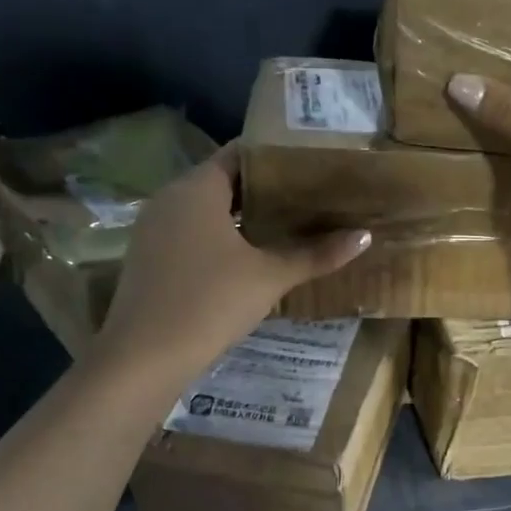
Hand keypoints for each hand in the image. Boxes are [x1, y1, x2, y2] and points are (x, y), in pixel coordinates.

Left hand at [89, 144, 369, 383]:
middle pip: (223, 182)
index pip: (239, 154)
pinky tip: (248, 259)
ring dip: (242, 217)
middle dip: (264, 190)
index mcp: (196, 189)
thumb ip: (316, 254)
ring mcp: (154, 230)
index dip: (275, 157)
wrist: (145, 356)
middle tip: (308, 199)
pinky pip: (191, 234)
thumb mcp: (270, 277)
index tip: (310, 167)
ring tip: (286, 227)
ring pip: (205, 211)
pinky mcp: (149, 259)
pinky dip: (220, 238)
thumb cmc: (211, 302)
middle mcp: (170, 199)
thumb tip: (365, 236)